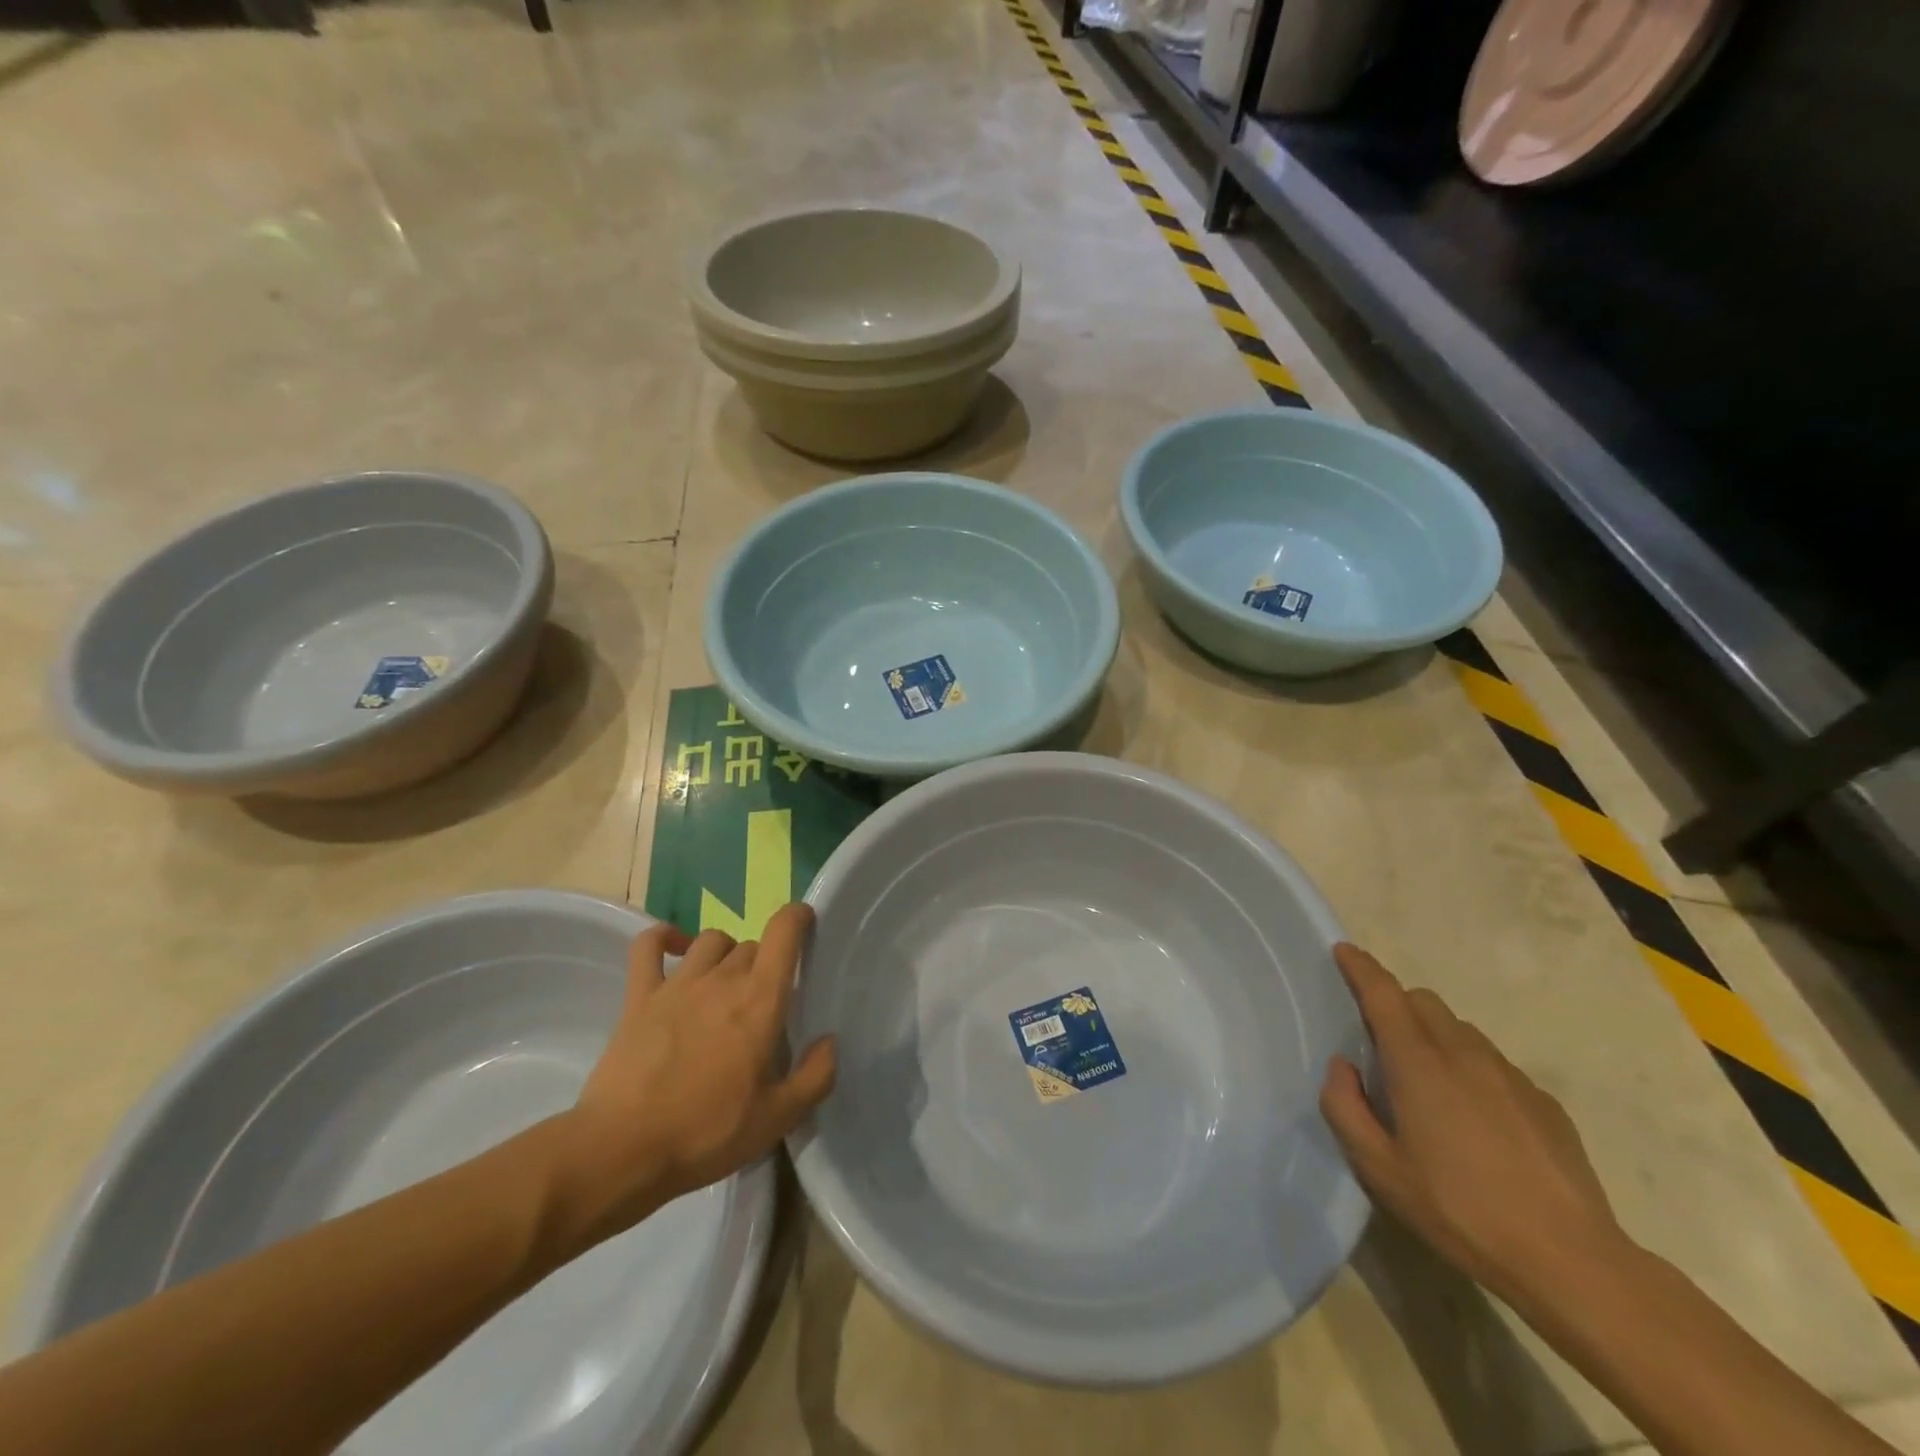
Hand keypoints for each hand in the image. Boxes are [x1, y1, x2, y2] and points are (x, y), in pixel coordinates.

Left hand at [562, 904, 836, 1240]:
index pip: (784, 932)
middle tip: (762, 1002)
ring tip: (725, 981)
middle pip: (751, 945)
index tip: (806, 924)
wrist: (623, 1148)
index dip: (798, 917)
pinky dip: (664, 937)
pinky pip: (649, 946)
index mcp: (760, 999)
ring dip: (725, 952)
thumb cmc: (707, 1132)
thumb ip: (816, 1076)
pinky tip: (674, 947)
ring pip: (710, 940)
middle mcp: (723, 978)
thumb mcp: (778, 1118)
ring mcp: (678, 983)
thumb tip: (830, 1041)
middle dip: (763, 963)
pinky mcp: (639, 995)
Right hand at [1319, 943, 1628, 1308]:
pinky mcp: (1544, 1101)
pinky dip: (1471, 1068)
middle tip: (1381, 1041)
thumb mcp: (1378, 1169)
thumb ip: (1344, 1107)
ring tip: (1429, 1084)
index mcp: (1418, 1063)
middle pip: (1424, 1001)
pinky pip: (1494, 1063)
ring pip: (1460, 1029)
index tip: (1344, 951)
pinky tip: (1476, 1120)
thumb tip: (1343, 1066)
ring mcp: (1510, 1075)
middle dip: (1397, 1004)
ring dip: (1434, 1035)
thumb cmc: (1459, 1211)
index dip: (1361, 968)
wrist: (1571, 1262)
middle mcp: (1463, 1054)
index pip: (1384, 994)